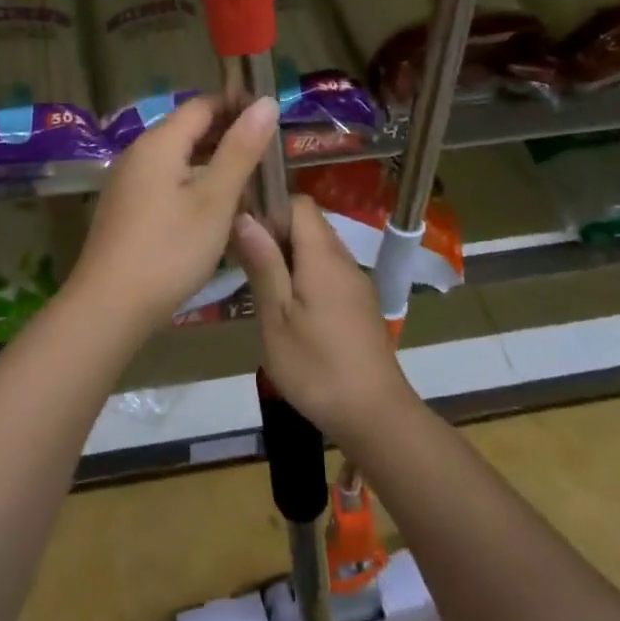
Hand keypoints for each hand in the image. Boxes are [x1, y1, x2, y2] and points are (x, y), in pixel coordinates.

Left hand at [67, 94, 279, 336]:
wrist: (109, 305)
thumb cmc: (169, 249)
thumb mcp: (215, 199)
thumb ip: (241, 149)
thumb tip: (266, 102)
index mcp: (159, 142)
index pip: (203, 105)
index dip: (237, 106)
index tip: (272, 121)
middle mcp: (138, 153)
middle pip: (189, 130)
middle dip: (228, 138)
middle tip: (268, 157)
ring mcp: (128, 182)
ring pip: (178, 160)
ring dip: (213, 166)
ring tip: (249, 187)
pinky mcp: (125, 208)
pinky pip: (165, 183)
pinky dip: (193, 186)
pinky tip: (214, 213)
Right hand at [232, 196, 415, 445]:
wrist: (375, 417)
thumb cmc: (316, 367)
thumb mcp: (276, 317)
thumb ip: (263, 264)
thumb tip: (245, 216)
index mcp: (323, 257)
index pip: (300, 204)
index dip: (270, 207)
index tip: (244, 230)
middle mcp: (344, 261)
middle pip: (309, 225)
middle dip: (275, 232)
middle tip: (245, 261)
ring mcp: (356, 284)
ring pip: (318, 250)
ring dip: (289, 256)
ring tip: (262, 286)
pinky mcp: (360, 306)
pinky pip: (329, 272)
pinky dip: (305, 276)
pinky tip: (289, 309)